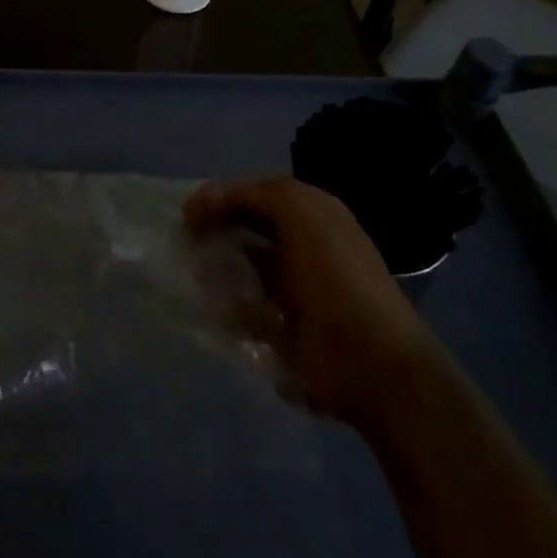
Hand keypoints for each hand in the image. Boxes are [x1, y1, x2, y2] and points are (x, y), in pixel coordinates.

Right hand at [186, 176, 432, 425]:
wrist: (370, 363)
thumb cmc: (335, 276)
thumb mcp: (300, 211)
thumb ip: (254, 194)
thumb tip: (207, 200)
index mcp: (314, 216)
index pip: (257, 194)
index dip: (223, 196)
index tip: (189, 212)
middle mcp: (304, 247)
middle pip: (248, 229)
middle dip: (216, 229)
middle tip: (186, 239)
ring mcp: (293, 291)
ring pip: (242, 268)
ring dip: (217, 267)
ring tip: (192, 271)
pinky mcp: (282, 331)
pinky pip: (243, 311)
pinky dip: (226, 307)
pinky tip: (211, 307)